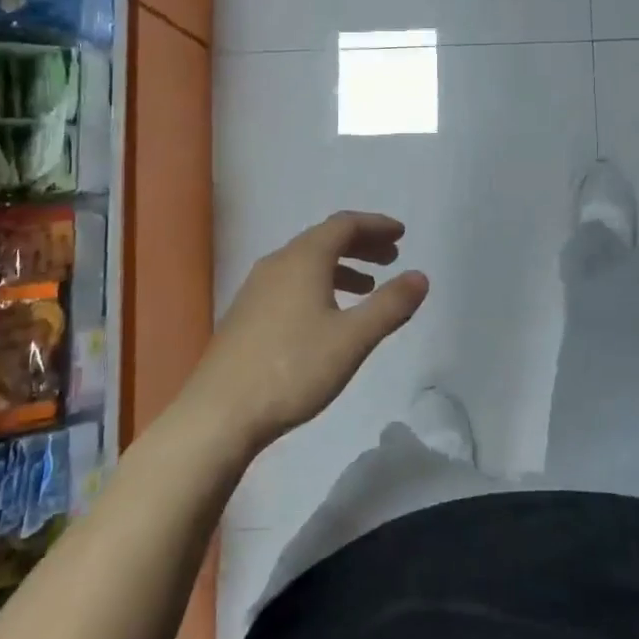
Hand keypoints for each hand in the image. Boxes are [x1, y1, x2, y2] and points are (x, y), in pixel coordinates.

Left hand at [181, 211, 428, 454]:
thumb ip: (389, 305)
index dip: (375, 225)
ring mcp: (256, 289)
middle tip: (391, 257)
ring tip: (367, 288)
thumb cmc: (292, 369)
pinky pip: (291, 283)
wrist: (218, 414)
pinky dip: (319, 284)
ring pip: (306, 263)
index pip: (344, 224)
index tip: (401, 234)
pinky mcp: (247, 314)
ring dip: (341, 267)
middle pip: (324, 239)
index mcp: (303, 259)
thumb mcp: (352, 339)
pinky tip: (327, 316)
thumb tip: (420, 276)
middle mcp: (277, 264)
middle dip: (361, 244)